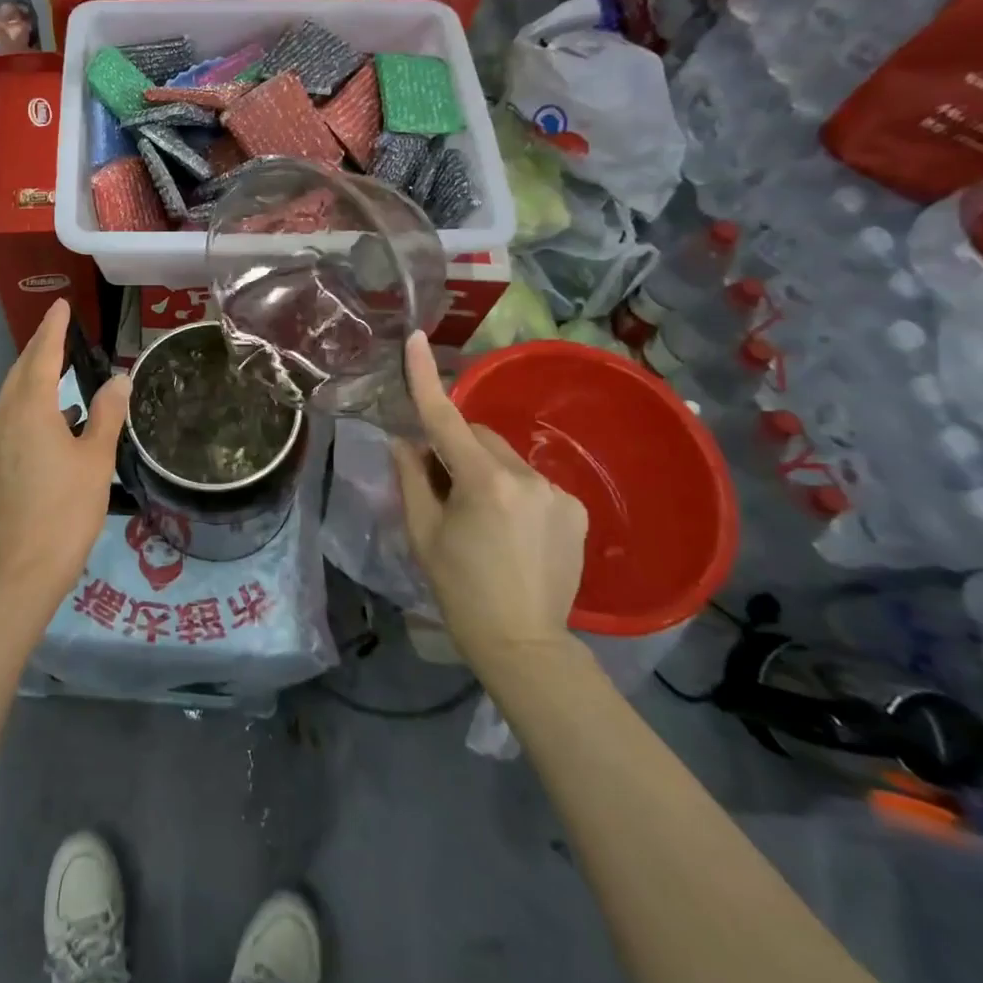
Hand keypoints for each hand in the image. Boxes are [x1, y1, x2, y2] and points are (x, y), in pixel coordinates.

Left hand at [0, 300, 130, 602]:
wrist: (20, 568)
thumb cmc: (66, 510)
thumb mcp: (95, 459)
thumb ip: (106, 414)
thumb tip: (119, 378)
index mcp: (29, 409)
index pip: (43, 355)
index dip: (54, 328)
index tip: (62, 305)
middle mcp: (2, 416)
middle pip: (21, 370)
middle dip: (40, 347)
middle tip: (60, 329)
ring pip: (11, 394)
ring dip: (33, 376)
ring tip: (58, 369)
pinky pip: (7, 417)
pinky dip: (27, 404)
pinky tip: (50, 420)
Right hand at [391, 333, 587, 670]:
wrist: (524, 643)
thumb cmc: (460, 589)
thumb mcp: (422, 533)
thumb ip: (411, 478)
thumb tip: (405, 440)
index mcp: (483, 482)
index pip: (446, 418)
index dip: (426, 377)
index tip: (416, 338)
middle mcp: (526, 476)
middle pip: (479, 437)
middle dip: (456, 449)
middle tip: (441, 487)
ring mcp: (557, 492)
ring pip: (505, 458)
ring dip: (485, 470)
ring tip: (481, 518)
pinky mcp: (576, 508)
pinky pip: (532, 480)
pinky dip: (513, 488)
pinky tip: (510, 528)